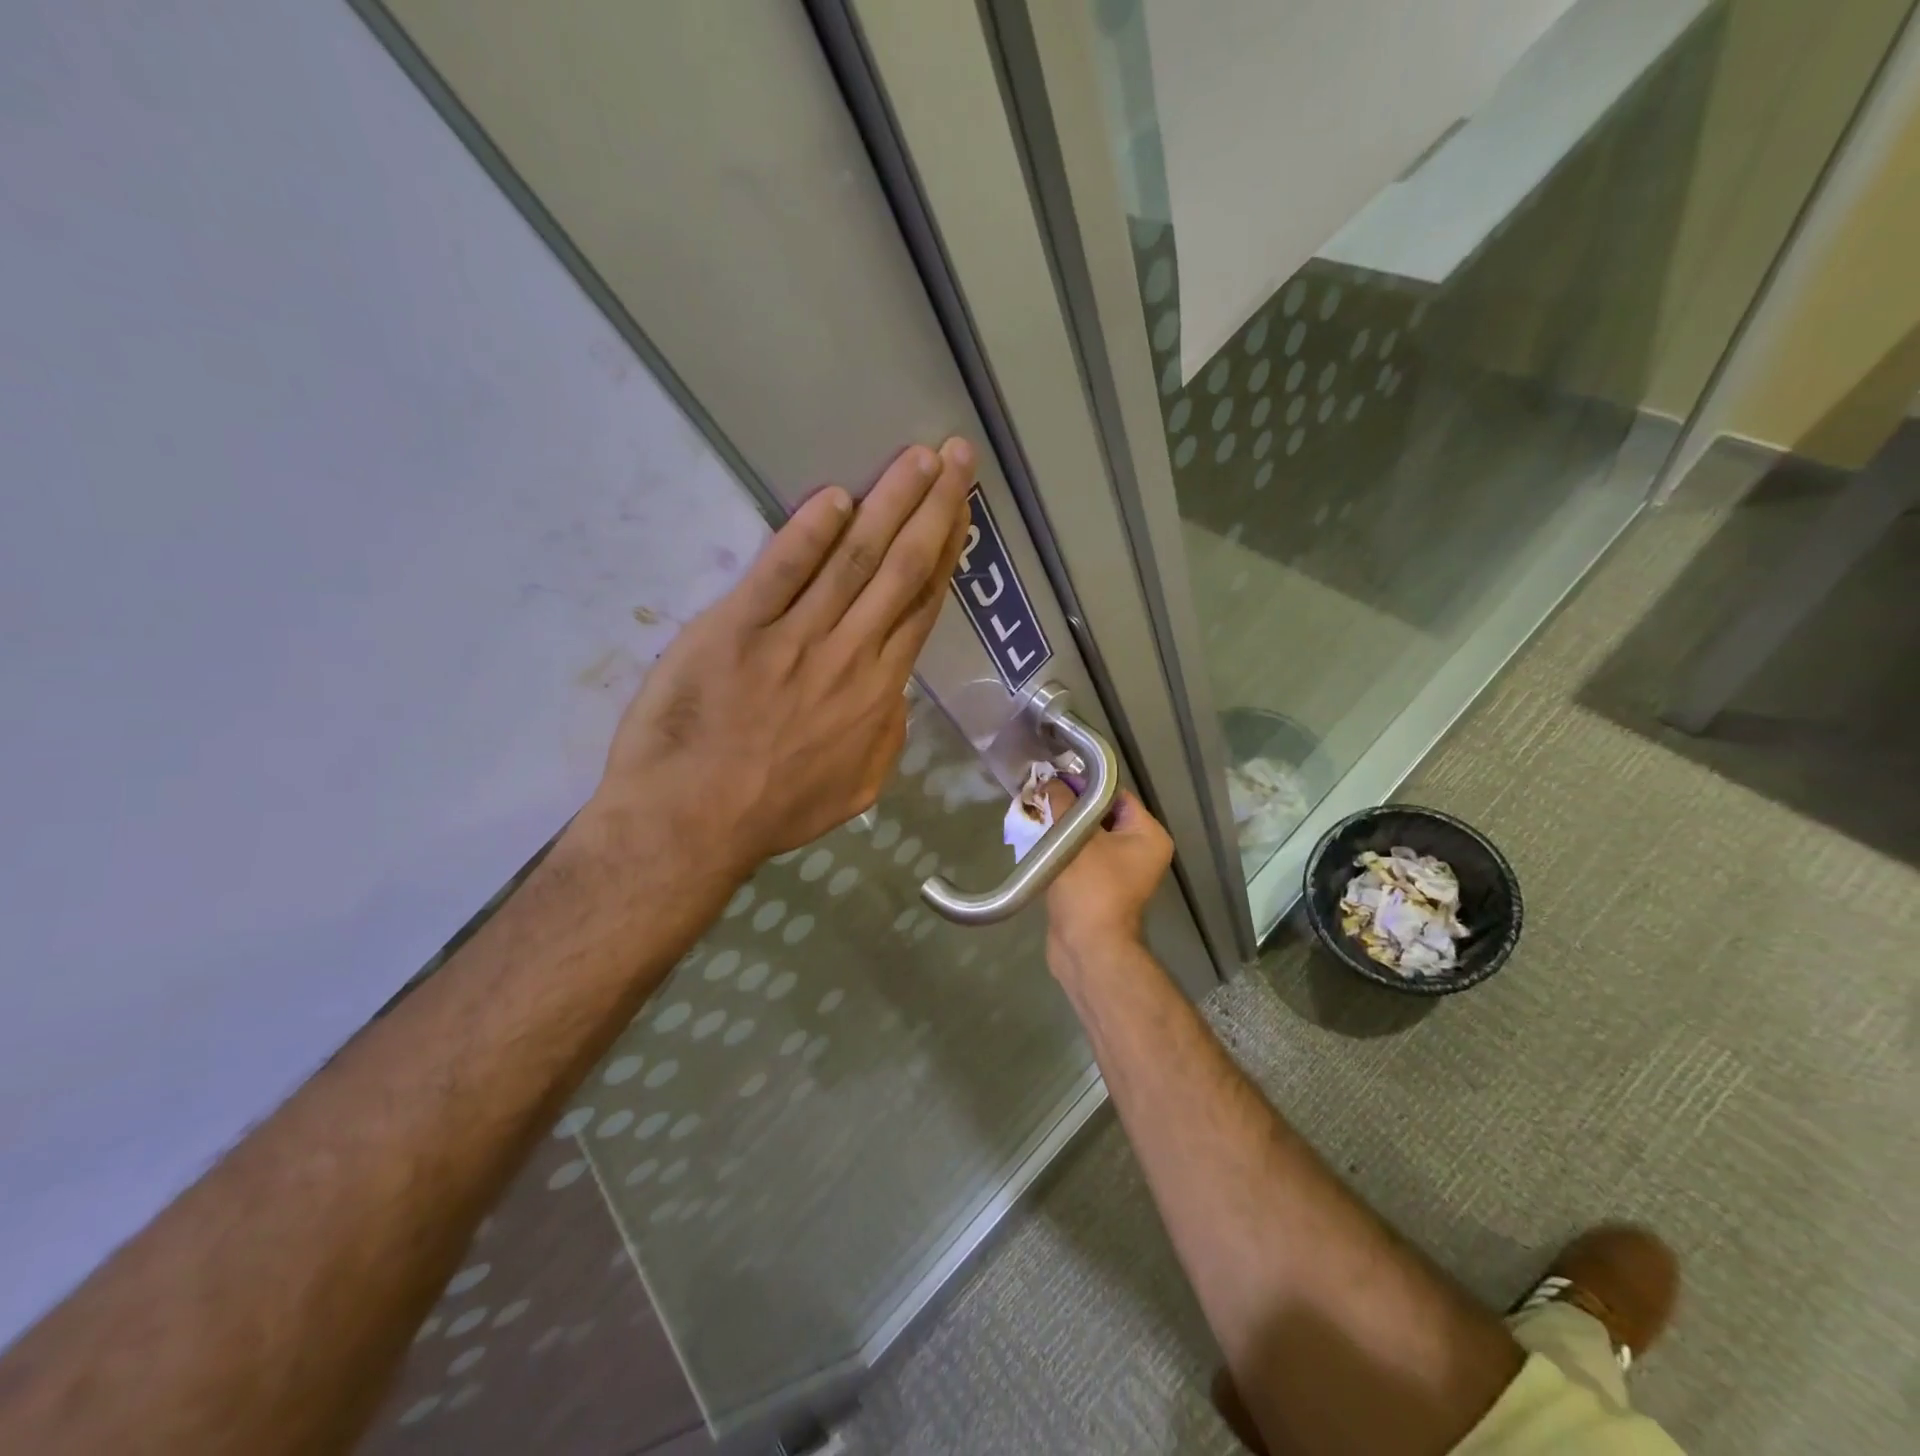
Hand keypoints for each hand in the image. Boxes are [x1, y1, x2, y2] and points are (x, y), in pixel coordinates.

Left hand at [586, 438, 975, 876]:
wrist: (691, 823)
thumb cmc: (774, 810)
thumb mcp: (857, 788)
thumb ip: (887, 735)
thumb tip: (895, 693)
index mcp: (878, 693)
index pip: (920, 607)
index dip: (946, 555)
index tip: (962, 512)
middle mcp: (848, 655)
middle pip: (900, 570)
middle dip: (934, 509)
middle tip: (955, 457)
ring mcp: (792, 639)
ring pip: (854, 561)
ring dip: (889, 505)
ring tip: (916, 460)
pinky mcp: (736, 629)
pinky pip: (781, 573)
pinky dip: (809, 534)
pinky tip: (835, 497)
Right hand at [1042, 782, 1172, 965]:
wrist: (1086, 949)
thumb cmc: (1090, 889)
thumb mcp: (1075, 839)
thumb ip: (1063, 805)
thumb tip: (1050, 781)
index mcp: (1148, 835)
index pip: (1116, 795)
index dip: (1085, 784)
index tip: (1054, 778)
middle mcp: (1142, 851)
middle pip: (1102, 815)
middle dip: (1070, 806)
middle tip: (1041, 795)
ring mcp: (1122, 872)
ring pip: (1089, 837)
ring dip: (1064, 828)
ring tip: (1037, 816)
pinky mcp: (1101, 887)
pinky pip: (1083, 857)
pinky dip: (1064, 849)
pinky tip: (1040, 841)